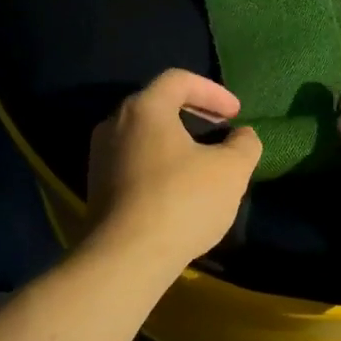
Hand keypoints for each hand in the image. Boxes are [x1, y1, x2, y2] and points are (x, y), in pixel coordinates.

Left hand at [86, 69, 262, 266]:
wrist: (125, 259)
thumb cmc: (182, 200)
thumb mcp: (231, 170)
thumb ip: (244, 144)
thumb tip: (242, 136)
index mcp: (145, 108)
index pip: (179, 80)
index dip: (213, 91)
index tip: (235, 114)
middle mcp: (114, 124)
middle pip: (158, 105)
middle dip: (195, 115)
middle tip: (222, 131)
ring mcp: (100, 158)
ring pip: (145, 136)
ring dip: (178, 142)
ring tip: (204, 163)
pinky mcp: (96, 189)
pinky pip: (134, 162)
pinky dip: (160, 164)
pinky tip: (180, 190)